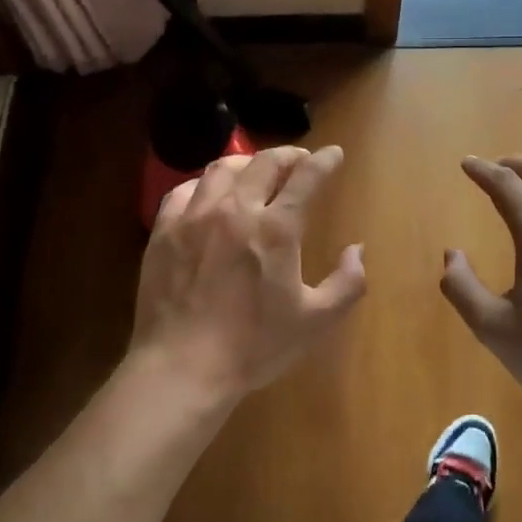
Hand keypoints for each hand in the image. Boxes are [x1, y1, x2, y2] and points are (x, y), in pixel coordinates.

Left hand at [131, 145, 365, 406]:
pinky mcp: (164, 230)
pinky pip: (184, 190)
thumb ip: (347, 282)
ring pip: (222, 168)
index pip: (306, 177)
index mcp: (275, 228)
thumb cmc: (254, 346)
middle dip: (288, 154)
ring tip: (256, 171)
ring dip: (247, 163)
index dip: (325, 160)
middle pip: (264, 163)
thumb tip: (357, 249)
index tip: (334, 154)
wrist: (182, 367)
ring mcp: (194, 216)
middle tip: (299, 160)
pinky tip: (210, 194)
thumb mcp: (315, 321)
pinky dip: (204, 183)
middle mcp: (235, 210)